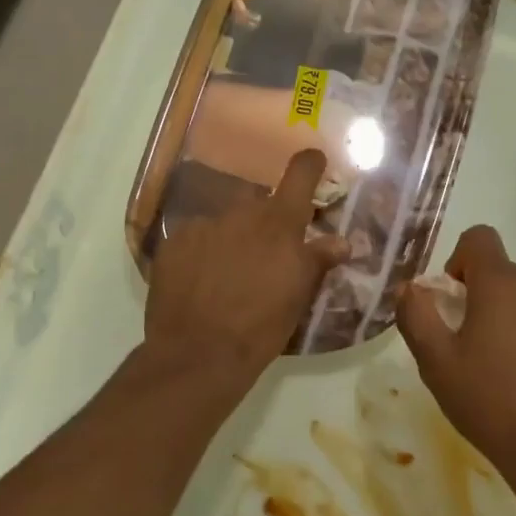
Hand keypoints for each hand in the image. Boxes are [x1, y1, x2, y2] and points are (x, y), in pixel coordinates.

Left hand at [145, 149, 347, 386]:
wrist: (198, 353)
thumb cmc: (262, 326)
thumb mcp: (299, 296)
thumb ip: (318, 261)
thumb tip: (342, 241)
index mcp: (279, 224)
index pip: (300, 174)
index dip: (310, 164)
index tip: (314, 161)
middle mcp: (240, 214)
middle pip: (259, 203)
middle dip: (266, 221)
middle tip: (266, 252)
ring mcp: (203, 225)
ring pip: (225, 221)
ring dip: (232, 237)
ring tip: (229, 273)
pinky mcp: (173, 243)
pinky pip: (195, 237)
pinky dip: (202, 251)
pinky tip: (201, 280)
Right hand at [397, 226, 515, 497]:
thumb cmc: (489, 403)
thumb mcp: (435, 363)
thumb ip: (416, 315)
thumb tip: (409, 287)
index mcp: (502, 285)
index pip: (480, 238)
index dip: (460, 259)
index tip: (455, 298)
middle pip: (506, 273)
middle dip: (486, 296)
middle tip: (474, 344)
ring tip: (508, 367)